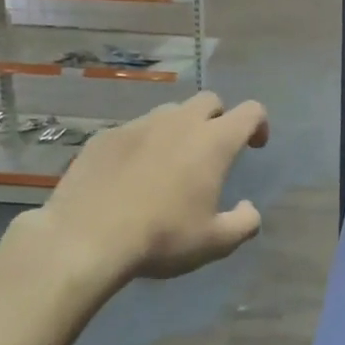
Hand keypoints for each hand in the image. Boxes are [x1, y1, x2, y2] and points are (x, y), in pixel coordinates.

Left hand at [19, 91, 270, 283]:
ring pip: (170, 112)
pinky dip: (143, 144)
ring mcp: (138, 125)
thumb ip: (244, 223)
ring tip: (170, 162)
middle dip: (218, 119)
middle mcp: (179, 122)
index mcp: (213, 142)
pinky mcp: (105, 137)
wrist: (85, 239)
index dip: (259, 124)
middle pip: (209, 101)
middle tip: (212, 152)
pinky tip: (131, 175)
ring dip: (180, 129)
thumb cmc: (161, 238)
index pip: (250, 111)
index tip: (254, 147)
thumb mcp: (215, 243)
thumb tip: (249, 208)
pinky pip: (134, 130)